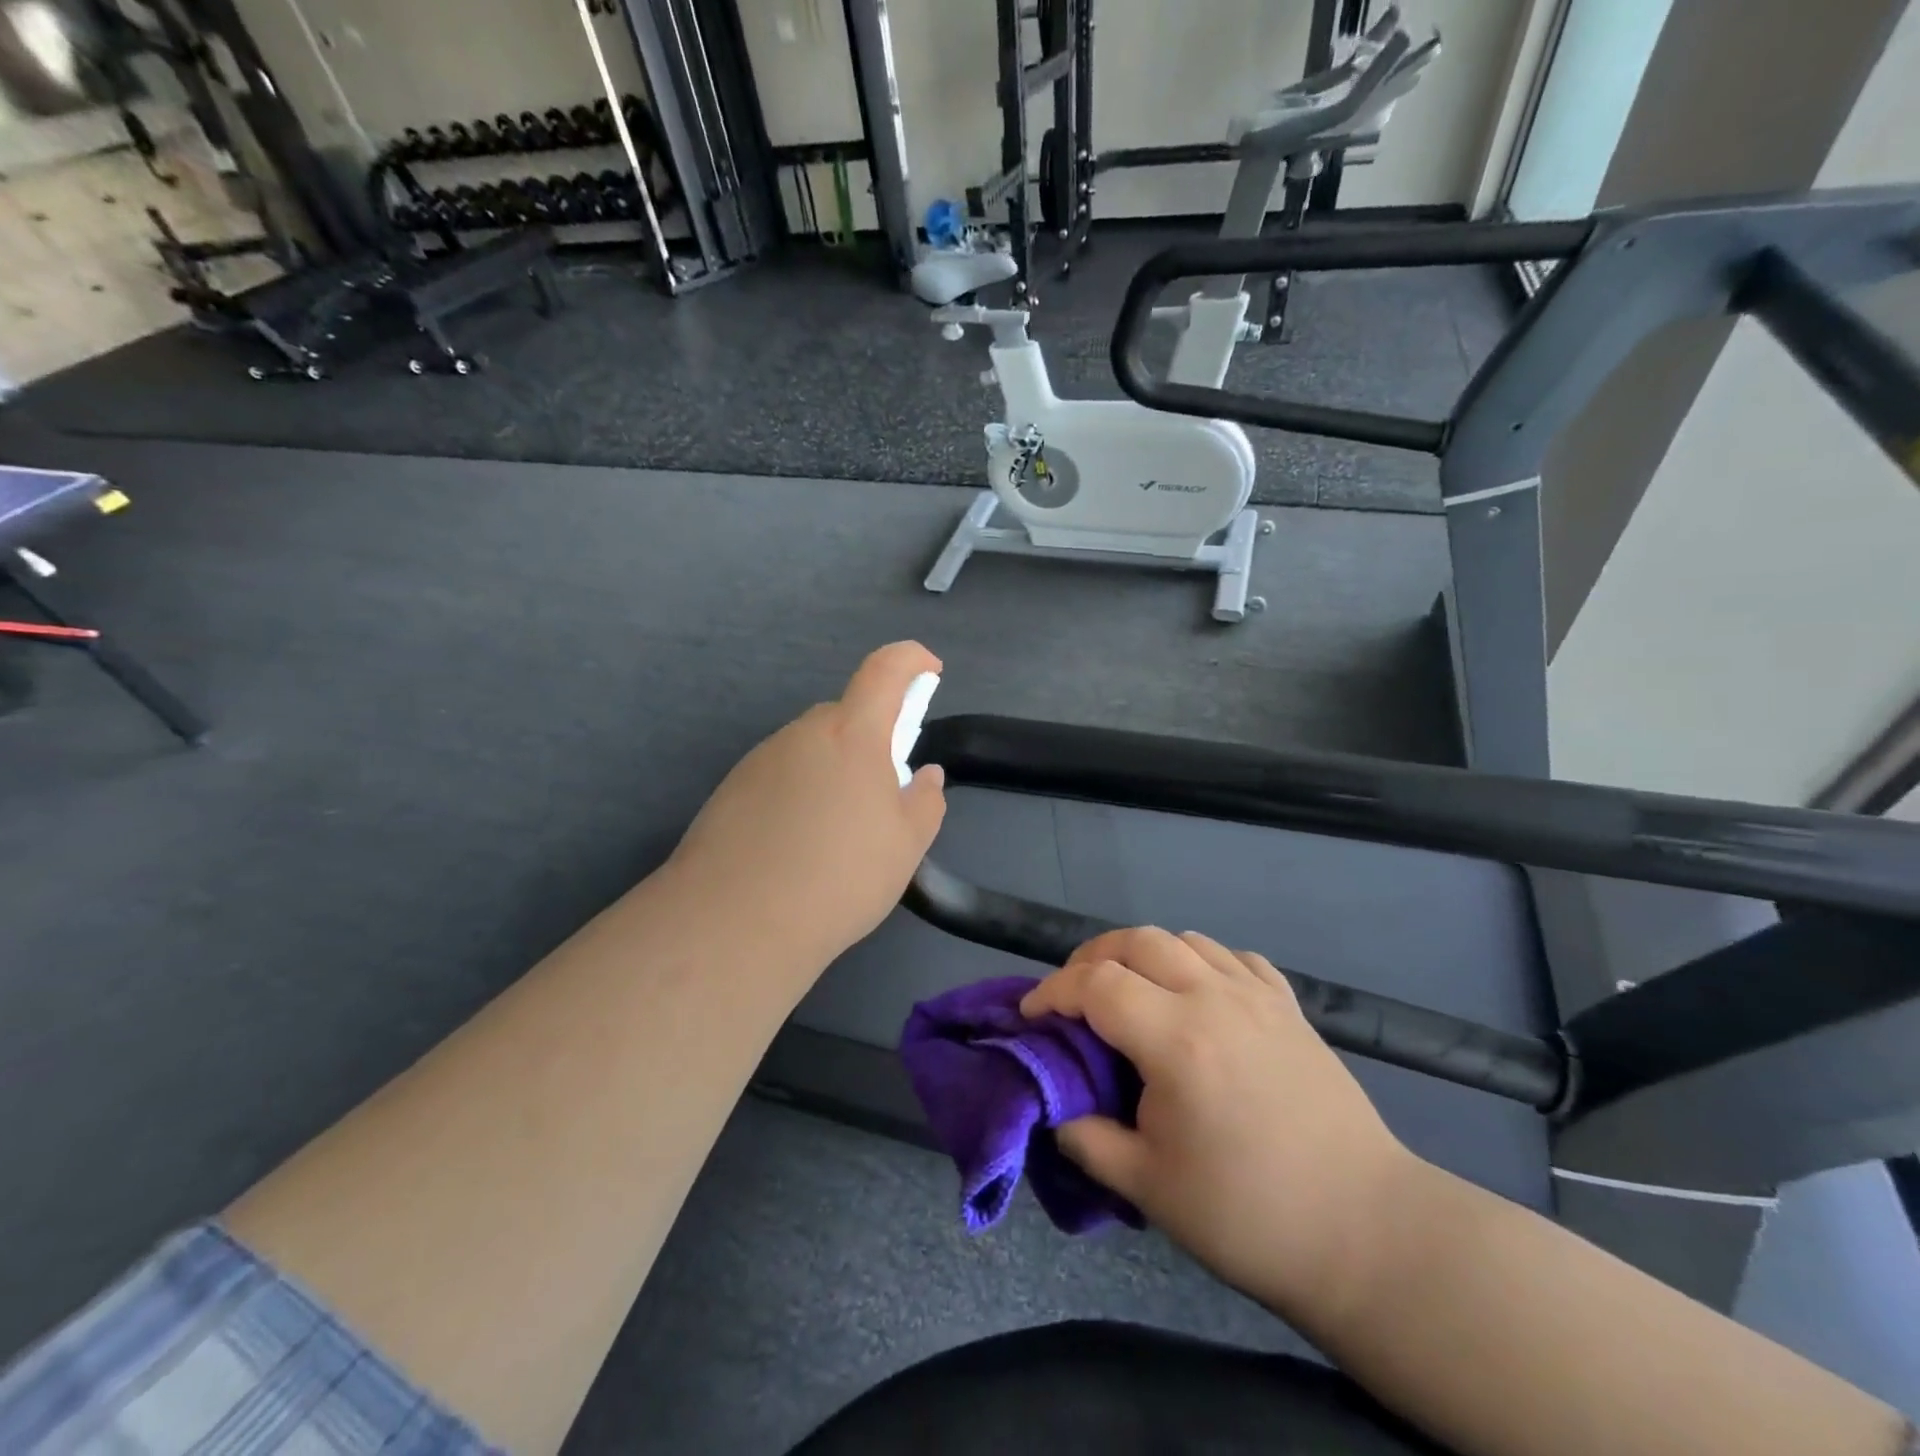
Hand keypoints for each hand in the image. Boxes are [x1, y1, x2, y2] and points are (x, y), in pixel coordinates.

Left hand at [668, 641, 947, 967]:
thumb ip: (925, 802)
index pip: (885, 670)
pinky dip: (798, 794)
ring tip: (836, 834)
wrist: (735, 922)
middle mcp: (802, 734)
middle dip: (871, 739)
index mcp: (852, 735)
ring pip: (811, 749)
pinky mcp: (731, 789)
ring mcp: (761, 759)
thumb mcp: (906, 846)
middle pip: (845, 716)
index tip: (929, 671)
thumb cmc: (840, 876)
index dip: (911, 659)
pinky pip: (780, 775)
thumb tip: (925, 777)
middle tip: (882, 792)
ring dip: (833, 771)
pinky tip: (797, 847)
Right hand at [1020, 928, 1418, 1322]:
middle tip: (1075, 996)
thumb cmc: (1249, 1215)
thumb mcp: (1148, 1188)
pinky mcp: (1290, 1007)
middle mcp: (1214, 997)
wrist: (1366, 1233)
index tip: (1032, 1015)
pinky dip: (1200, 961)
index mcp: (1176, 1038)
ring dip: (1144, 953)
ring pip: (1185, 939)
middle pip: (1136, 941)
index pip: (1095, 984)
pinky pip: (1234, 957)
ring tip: (1131, 990)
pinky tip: (1197, 993)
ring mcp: (1258, 996)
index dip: (1053, 991)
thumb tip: (1056, 1112)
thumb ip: (1087, 1140)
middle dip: (1092, 958)